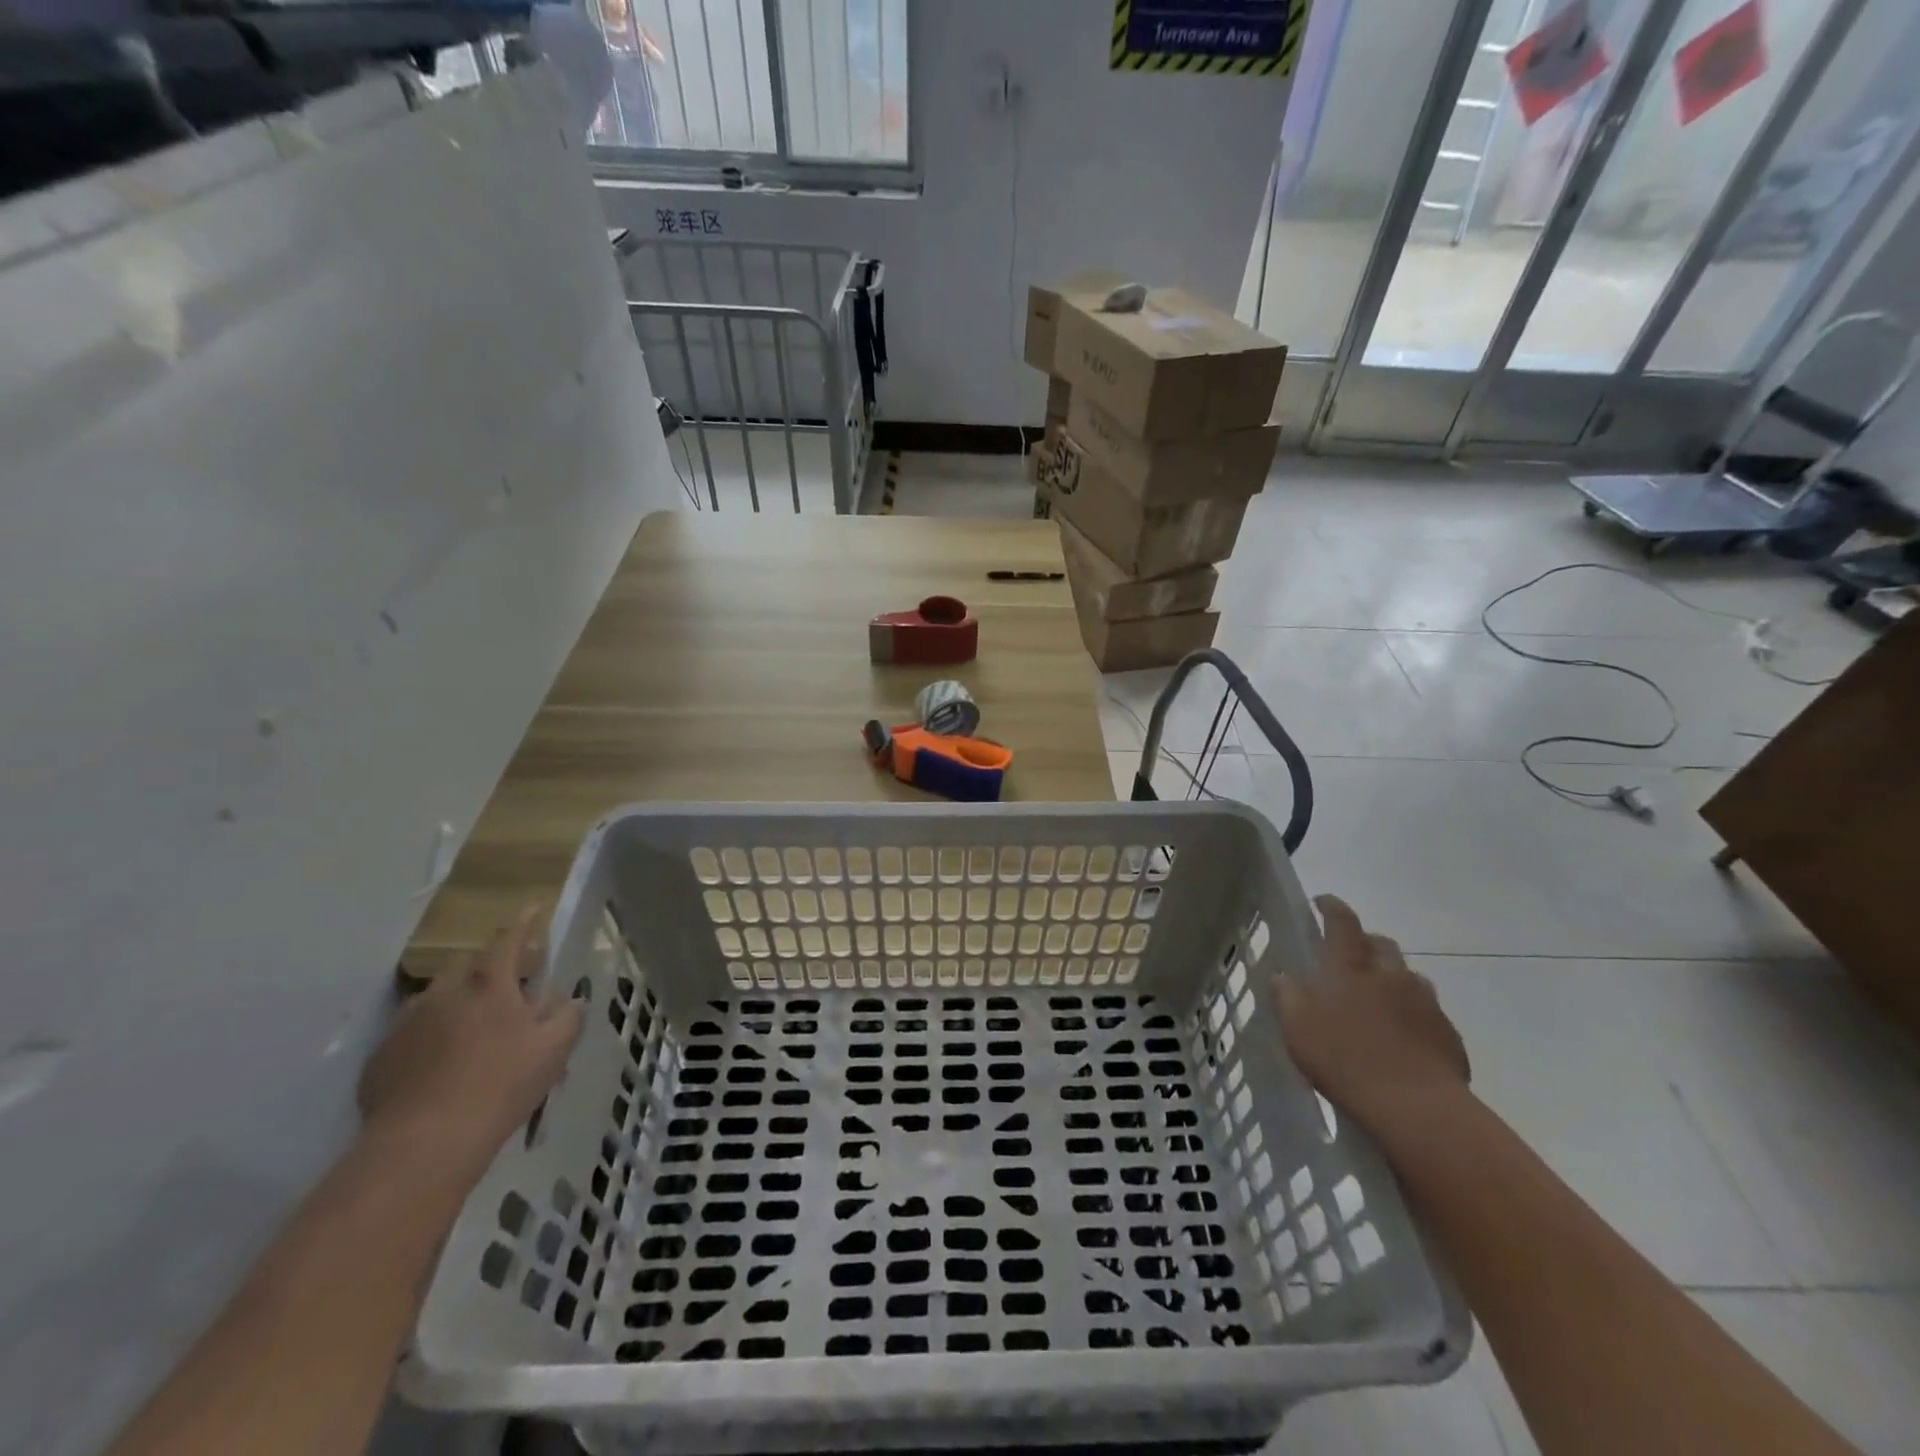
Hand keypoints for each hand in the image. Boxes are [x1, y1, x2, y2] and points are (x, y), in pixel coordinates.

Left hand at [358, 906, 585, 1182]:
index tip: (534, 908)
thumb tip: (571, 999)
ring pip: (437, 998)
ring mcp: (406, 1023)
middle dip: (488, 967)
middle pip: (467, 964)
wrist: (424, 1144)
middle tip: (507, 990)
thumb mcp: (554, 1049)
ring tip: (472, 1032)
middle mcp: (443, 991)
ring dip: (457, 1002)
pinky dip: (430, 1037)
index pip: (509, 938)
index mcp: (488, 983)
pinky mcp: (381, 1056)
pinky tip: (441, 1067)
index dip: (525, 921)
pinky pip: (412, 1033)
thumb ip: (568, 1016)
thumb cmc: (501, 1085)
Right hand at [1277, 895, 1470, 1132]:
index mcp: (1350, 967)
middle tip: (1349, 959)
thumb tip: (1283, 976)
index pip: (1342, 920)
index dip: (1331, 906)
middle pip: (1381, 943)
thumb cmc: (1343, 1059)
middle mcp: (1390, 974)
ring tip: (1377, 1001)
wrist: (1415, 1107)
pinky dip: (1412, 1012)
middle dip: (1365, 942)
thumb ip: (1287, 996)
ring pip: (1408, 976)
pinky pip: (1428, 1011)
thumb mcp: (1297, 1028)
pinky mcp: (1448, 1033)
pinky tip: (1402, 1037)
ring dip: (1392, 978)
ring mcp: (1425, 1002)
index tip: (1321, 902)